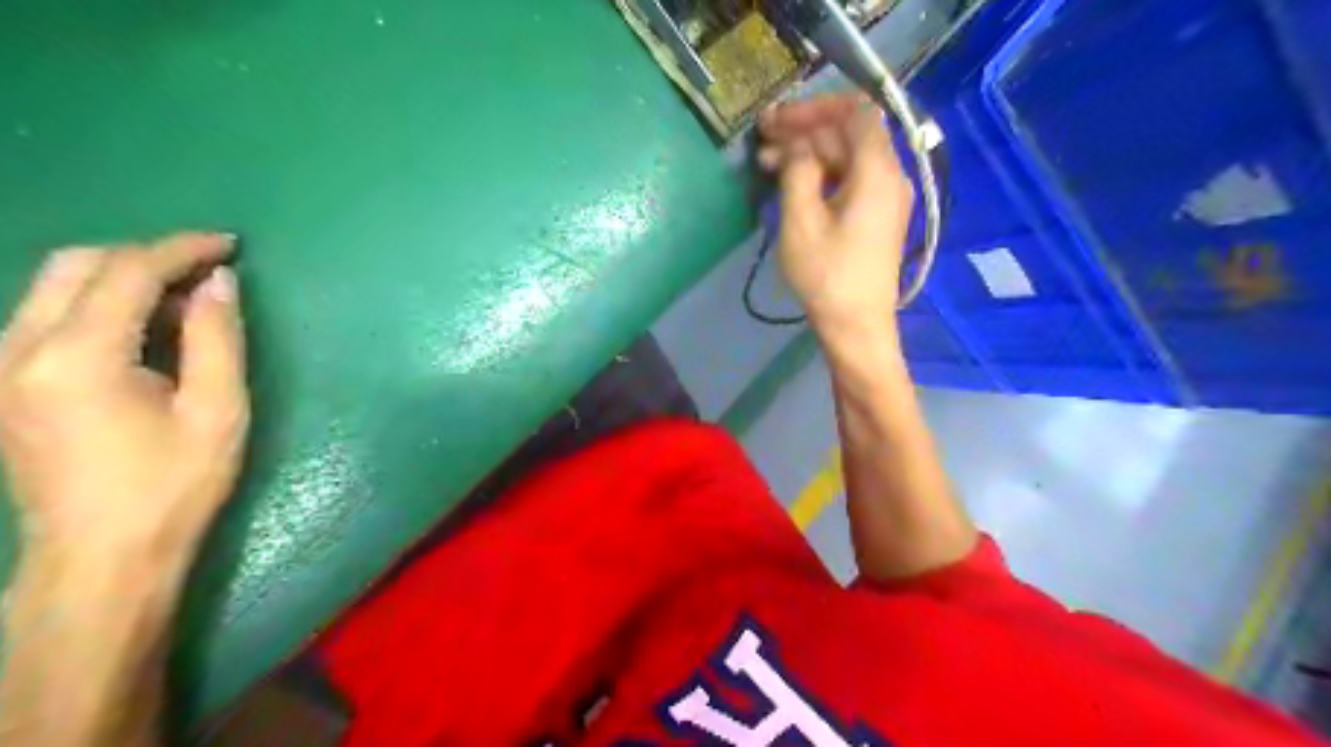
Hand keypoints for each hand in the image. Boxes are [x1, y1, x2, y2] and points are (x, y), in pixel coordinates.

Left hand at [1, 234, 247, 564]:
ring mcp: (0, 366)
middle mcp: (18, 349)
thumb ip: (217, 338)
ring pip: (55, 286)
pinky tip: (144, 327)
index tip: (230, 245)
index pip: (126, 272)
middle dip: (146, 255)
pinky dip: (100, 304)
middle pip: (76, 265)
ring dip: (122, 277)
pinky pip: (48, 316)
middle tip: (207, 271)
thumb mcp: (217, 411)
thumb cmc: (173, 485)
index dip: (181, 249)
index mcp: (76, 358)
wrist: (101, 555)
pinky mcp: (3, 383)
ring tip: (184, 298)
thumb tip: (219, 281)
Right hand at [758, 95, 914, 333]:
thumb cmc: (827, 275)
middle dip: (806, 131)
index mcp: (877, 170)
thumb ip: (798, 170)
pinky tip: (793, 184)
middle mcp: (890, 175)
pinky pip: (851, 180)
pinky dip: (822, 175)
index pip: (854, 111)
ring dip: (810, 154)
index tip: (778, 119)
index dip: (815, 107)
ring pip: (848, 158)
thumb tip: (796, 144)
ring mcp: (886, 197)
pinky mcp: (877, 217)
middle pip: (850, 134)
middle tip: (764, 140)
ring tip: (768, 163)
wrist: (857, 326)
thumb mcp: (802, 220)